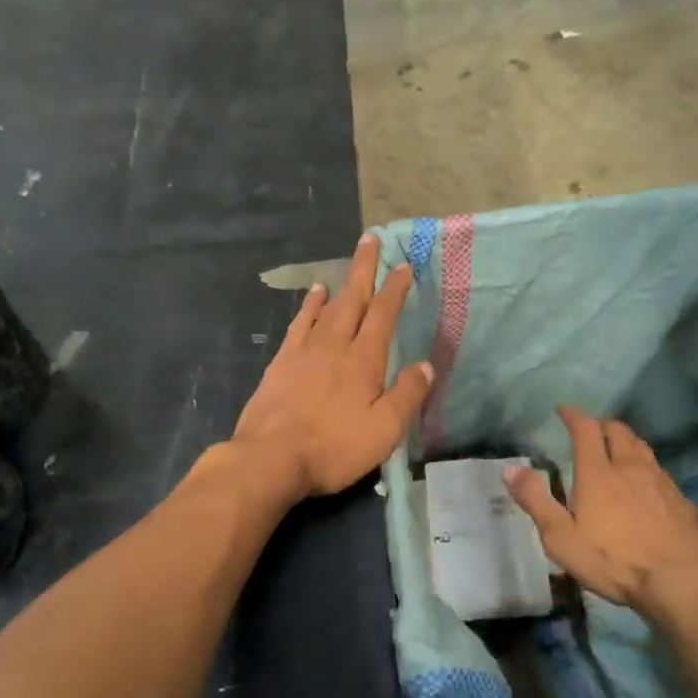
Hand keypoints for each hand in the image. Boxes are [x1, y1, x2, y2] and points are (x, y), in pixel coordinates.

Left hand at [232, 234, 432, 502]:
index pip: (383, 315)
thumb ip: (408, 395)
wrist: (271, 458)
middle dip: (364, 269)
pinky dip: (308, 306)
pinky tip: (312, 297)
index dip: (394, 289)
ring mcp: (304, 352)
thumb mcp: (385, 429)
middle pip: (352, 299)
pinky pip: (298, 324)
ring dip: (340, 284)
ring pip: (326, 308)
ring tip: (347, 266)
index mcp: (364, 360)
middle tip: (370, 239)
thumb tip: (426, 365)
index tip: (403, 267)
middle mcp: (334, 346)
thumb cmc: (334, 447)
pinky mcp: (280, 364)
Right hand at [505, 407, 697, 621]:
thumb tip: (510, 469)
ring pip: (642, 447)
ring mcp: (660, 482)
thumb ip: (536, 501)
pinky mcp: (681, 500)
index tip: (564, 410)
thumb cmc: (613, 560)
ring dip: (626, 441)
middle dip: (602, 424)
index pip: (586, 429)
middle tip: (591, 429)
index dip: (574, 416)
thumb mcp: (561, 537)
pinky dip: (646, 466)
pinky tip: (645, 483)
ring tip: (617, 448)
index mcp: (598, 473)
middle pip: (618, 431)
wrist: (682, 580)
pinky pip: (659, 471)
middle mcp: (630, 467)